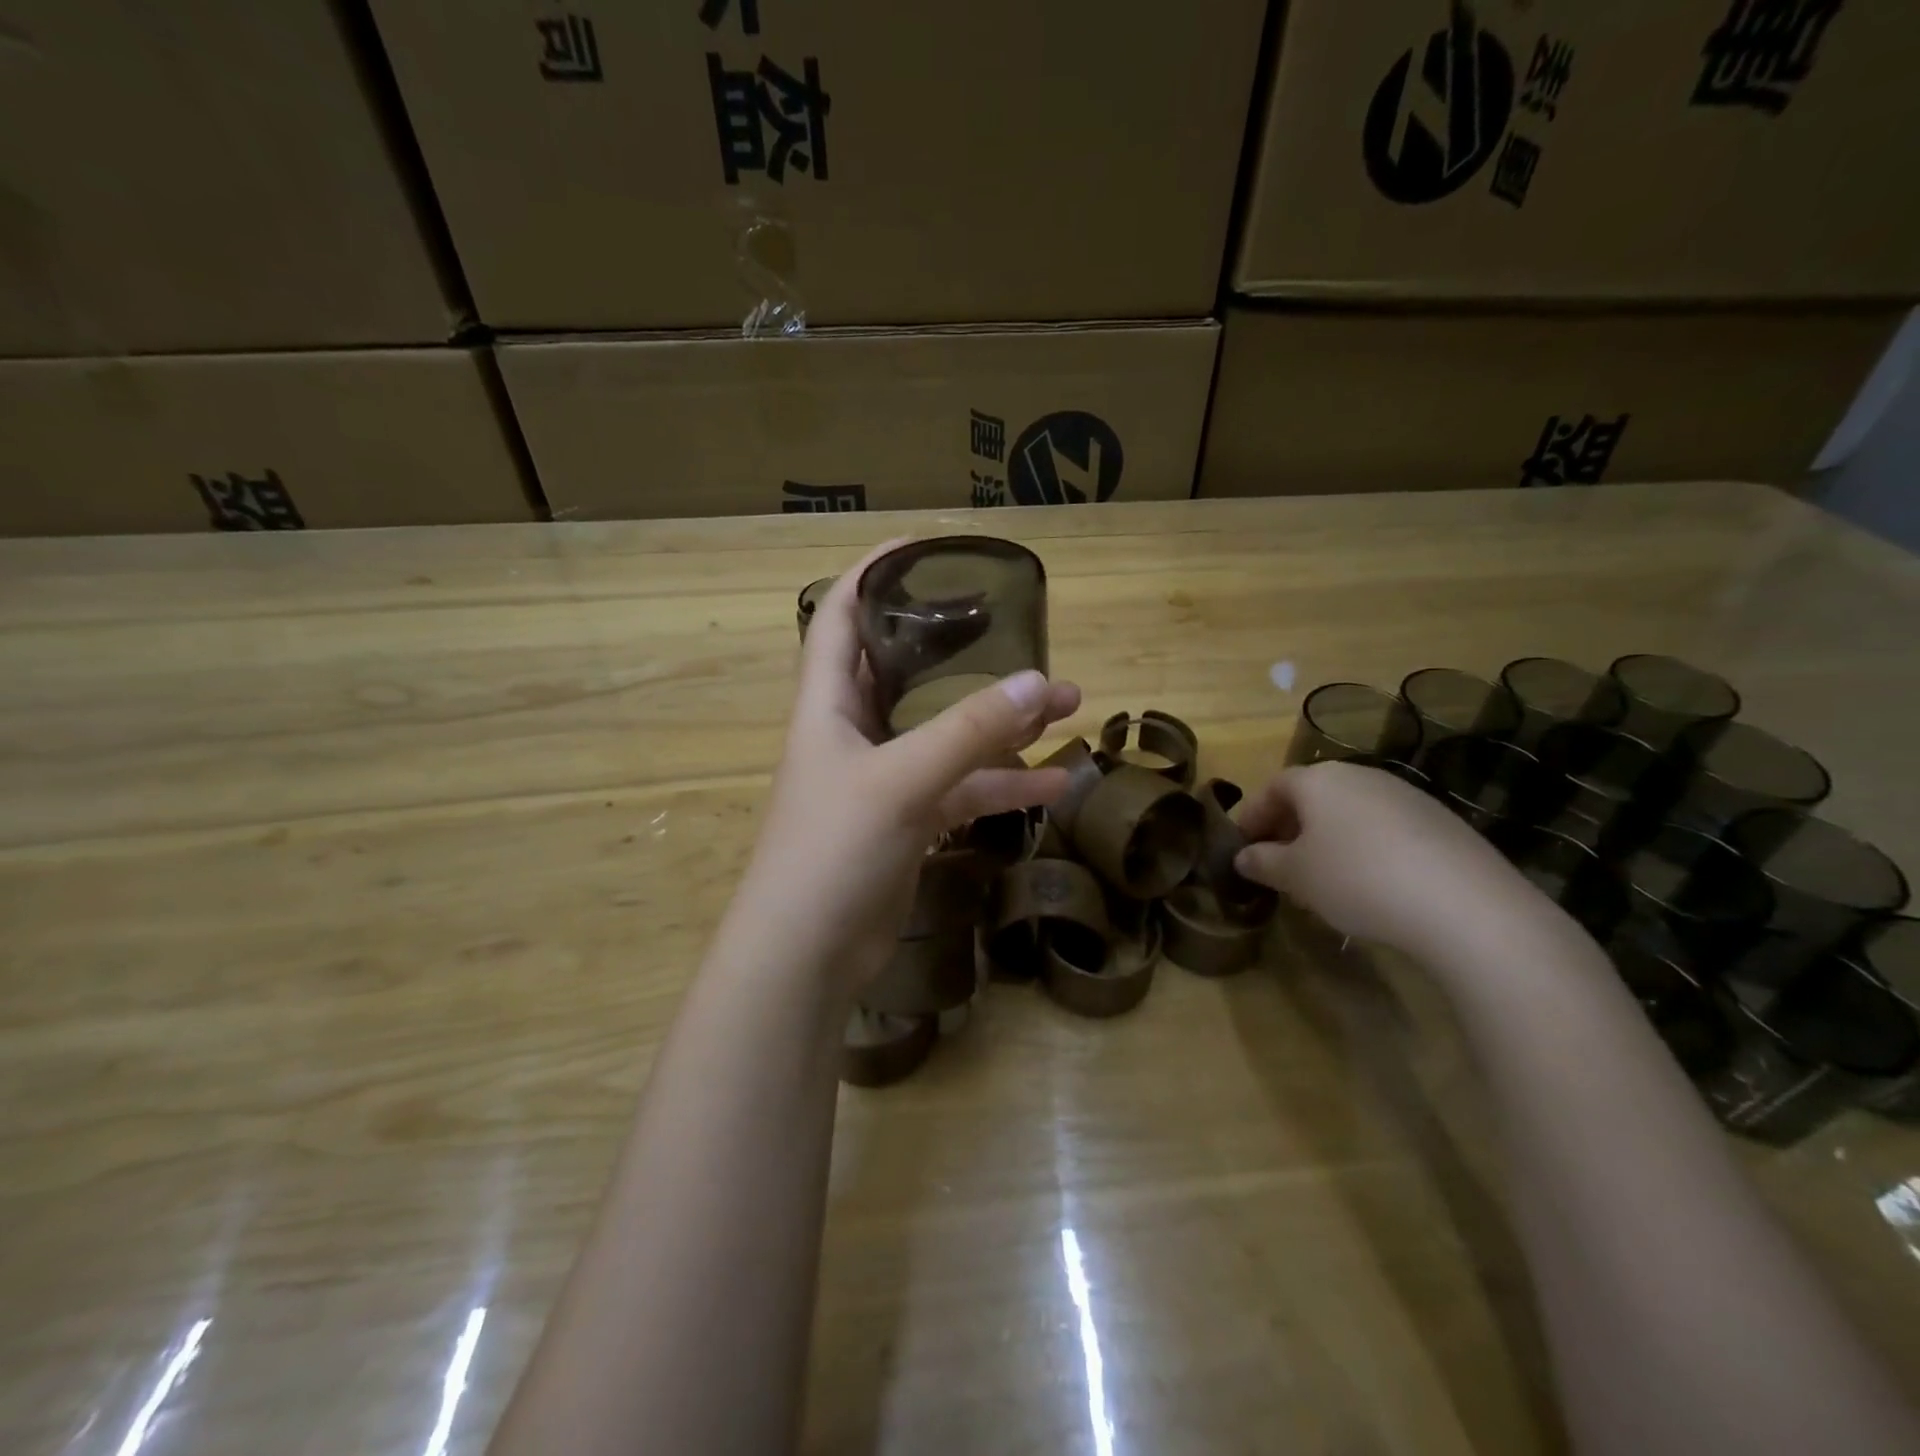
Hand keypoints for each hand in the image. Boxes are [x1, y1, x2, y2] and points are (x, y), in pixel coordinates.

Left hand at [736, 540, 1081, 992]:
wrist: (806, 956)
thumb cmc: (832, 851)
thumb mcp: (902, 782)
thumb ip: (970, 732)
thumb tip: (1040, 683)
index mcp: (829, 701)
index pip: (841, 611)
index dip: (875, 571)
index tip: (928, 545)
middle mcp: (854, 729)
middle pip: (907, 667)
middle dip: (962, 646)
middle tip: (1017, 627)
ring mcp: (883, 777)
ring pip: (948, 730)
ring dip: (1002, 719)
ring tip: (1069, 703)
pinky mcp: (908, 820)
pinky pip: (962, 787)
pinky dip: (1004, 783)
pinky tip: (1058, 782)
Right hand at [1231, 760, 1529, 958]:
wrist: (1465, 905)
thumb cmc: (1356, 879)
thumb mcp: (1295, 876)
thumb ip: (1263, 862)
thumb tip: (1243, 857)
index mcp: (1319, 779)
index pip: (1272, 788)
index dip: (1251, 817)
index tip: (1240, 848)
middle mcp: (1361, 776)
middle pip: (1312, 796)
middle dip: (1288, 828)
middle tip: (1276, 864)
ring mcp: (1406, 796)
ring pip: (1349, 813)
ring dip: (1326, 839)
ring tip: (1321, 879)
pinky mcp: (1441, 822)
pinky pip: (1385, 829)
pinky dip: (1366, 849)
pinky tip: (1370, 885)